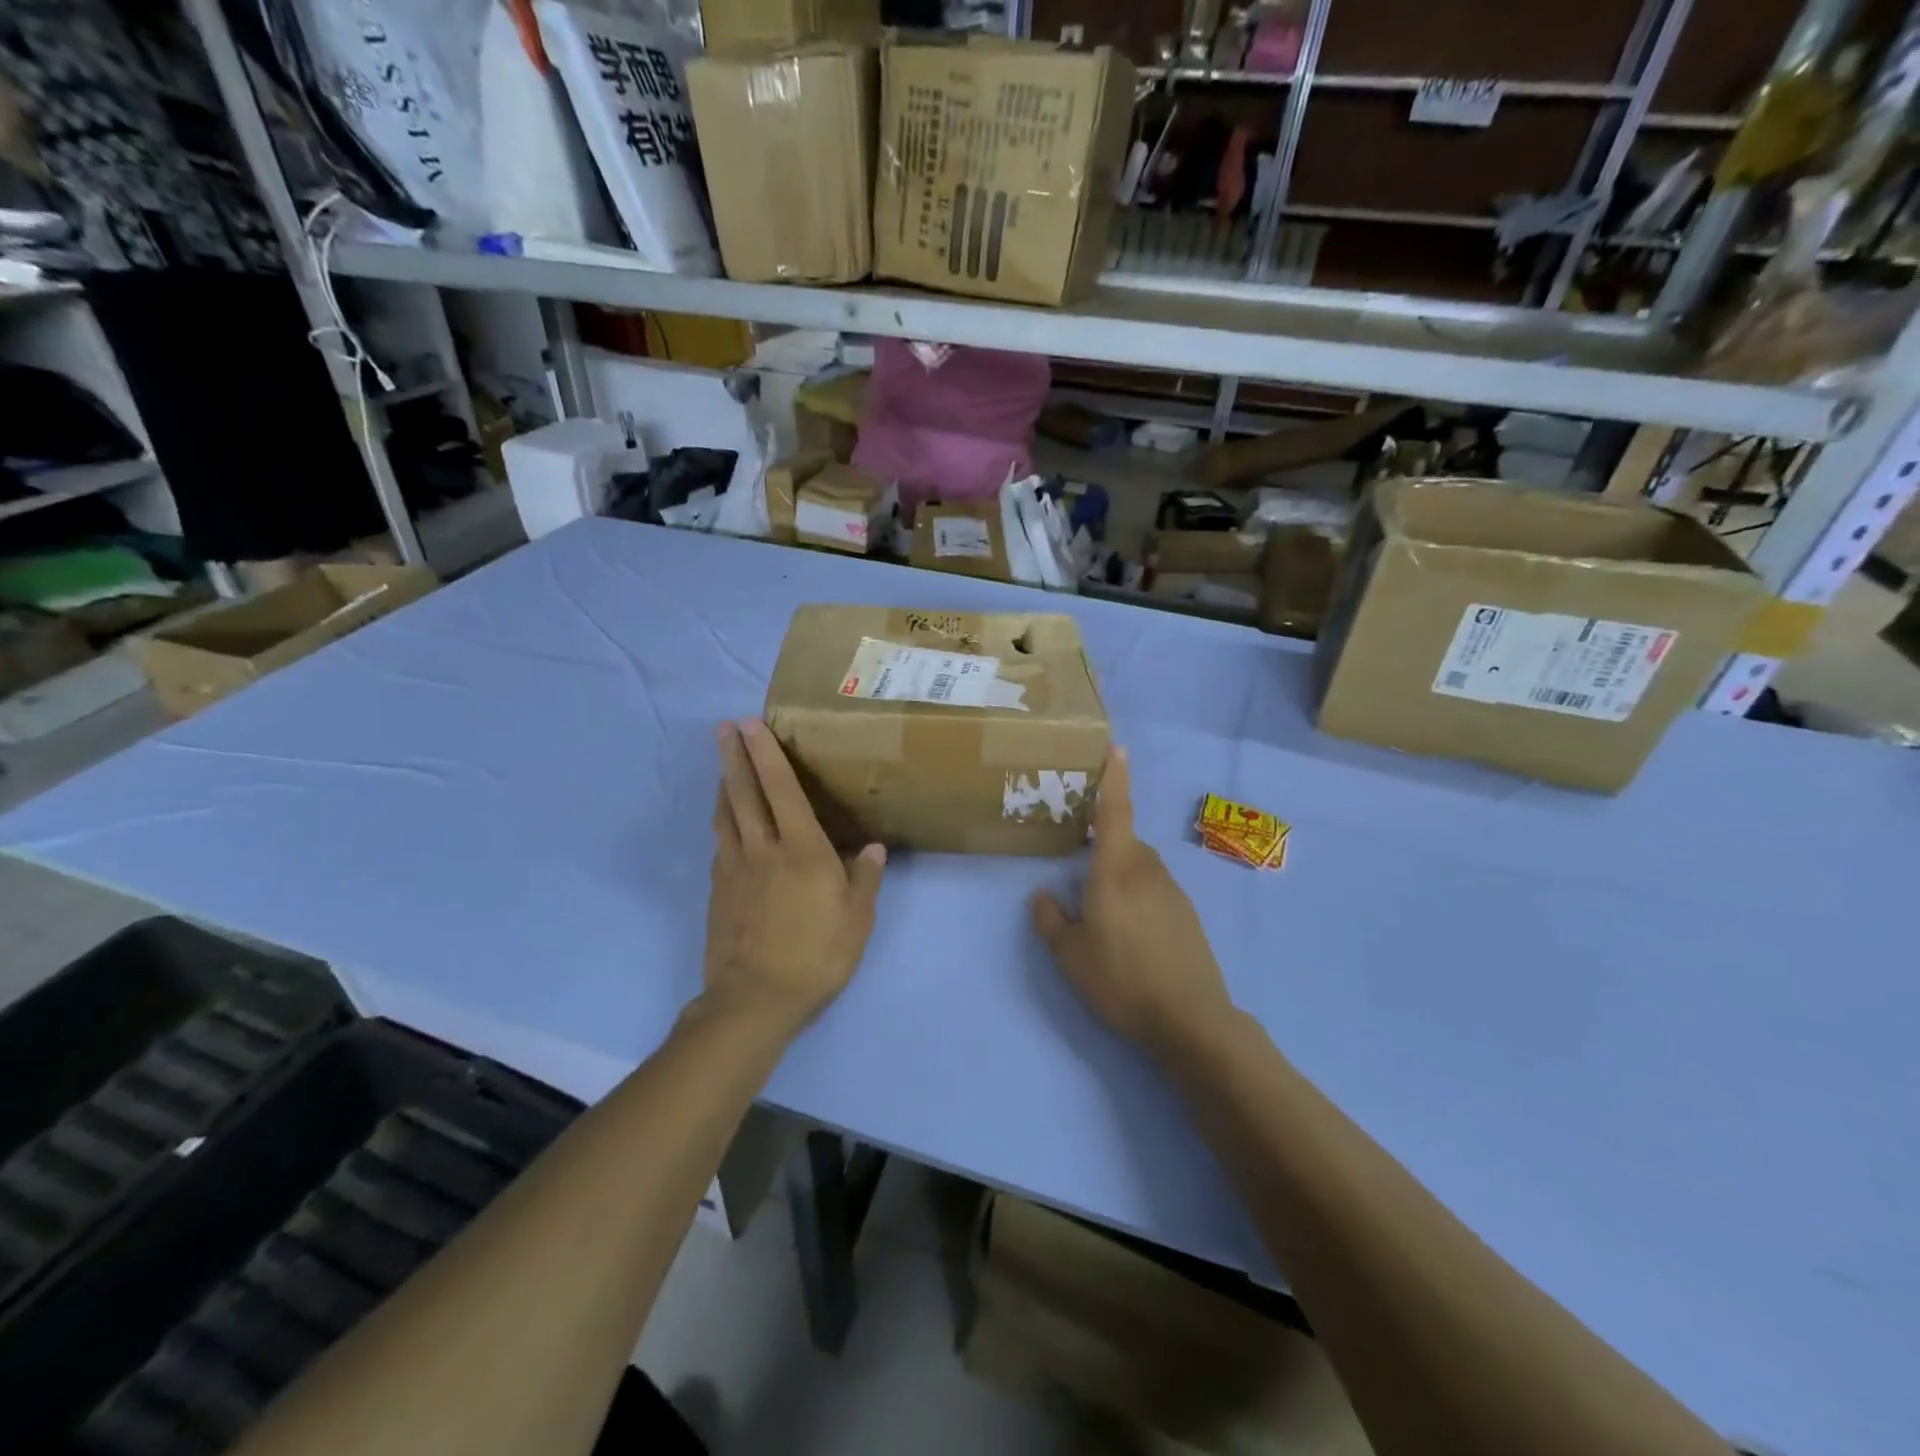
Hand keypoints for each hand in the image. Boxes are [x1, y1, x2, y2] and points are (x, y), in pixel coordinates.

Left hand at [702, 719, 885, 1038]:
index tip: (752, 725)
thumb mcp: (857, 920)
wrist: (755, 1000)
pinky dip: (722, 820)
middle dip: (734, 757)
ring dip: (723, 783)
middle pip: (744, 793)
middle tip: (724, 727)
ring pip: (726, 815)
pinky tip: (724, 819)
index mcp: (801, 851)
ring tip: (721, 762)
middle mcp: (762, 849)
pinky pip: (720, 842)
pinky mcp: (717, 890)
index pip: (781, 791)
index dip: (767, 755)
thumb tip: (873, 847)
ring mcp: (733, 869)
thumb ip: (864, 878)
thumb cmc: (816, 956)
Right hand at [1032, 747, 1234, 1055]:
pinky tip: (1132, 939)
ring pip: (1139, 869)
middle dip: (1104, 851)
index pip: (1115, 811)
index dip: (1115, 778)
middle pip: (1124, 844)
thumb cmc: (1121, 979)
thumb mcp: (1069, 955)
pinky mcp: (1188, 914)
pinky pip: (1155, 891)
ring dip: (1120, 880)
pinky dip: (1139, 900)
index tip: (1117, 748)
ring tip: (1105, 921)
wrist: (1190, 1019)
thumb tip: (1043, 895)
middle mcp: (1147, 870)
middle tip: (1082, 879)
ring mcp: (1173, 891)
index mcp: (1116, 869)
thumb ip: (1050, 919)